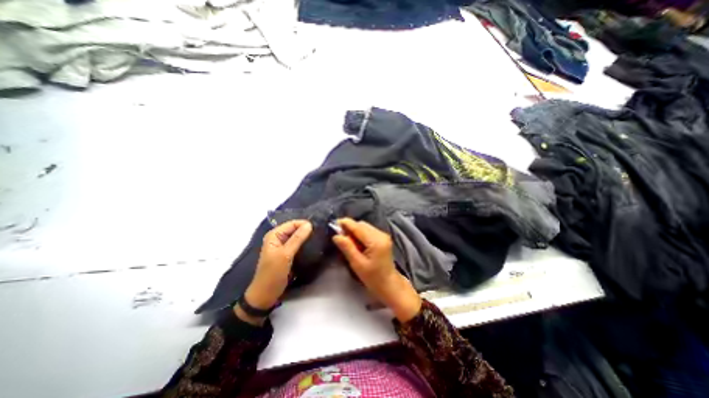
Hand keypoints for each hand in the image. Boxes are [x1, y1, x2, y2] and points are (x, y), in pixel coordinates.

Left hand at [237, 220, 310, 323]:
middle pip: (295, 229)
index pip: (292, 223)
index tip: (318, 229)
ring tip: (319, 239)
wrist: (266, 295)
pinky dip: (305, 245)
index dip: (304, 224)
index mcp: (274, 235)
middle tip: (321, 234)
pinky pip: (298, 245)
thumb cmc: (273, 274)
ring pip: (298, 237)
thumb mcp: (285, 255)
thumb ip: (297, 239)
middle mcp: (278, 238)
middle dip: (306, 231)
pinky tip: (313, 246)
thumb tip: (309, 224)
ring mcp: (283, 246)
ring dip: (307, 238)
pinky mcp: (288, 254)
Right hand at [332, 217, 419, 323]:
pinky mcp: (382, 238)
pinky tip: (357, 244)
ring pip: (364, 227)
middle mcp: (381, 234)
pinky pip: (368, 231)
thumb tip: (336, 235)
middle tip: (340, 238)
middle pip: (361, 224)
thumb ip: (347, 247)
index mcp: (375, 241)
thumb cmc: (373, 278)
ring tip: (348, 243)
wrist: (389, 285)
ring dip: (354, 232)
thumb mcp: (357, 264)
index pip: (358, 226)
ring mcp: (383, 235)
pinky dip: (360, 235)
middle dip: (349, 228)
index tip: (333, 225)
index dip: (345, 224)